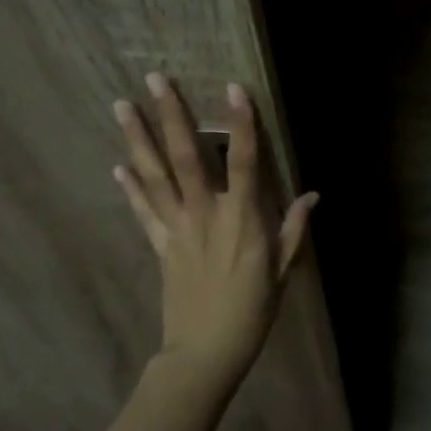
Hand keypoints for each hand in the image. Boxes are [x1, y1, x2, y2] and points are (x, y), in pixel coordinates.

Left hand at [113, 74, 315, 388]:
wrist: (204, 352)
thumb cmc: (252, 311)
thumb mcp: (283, 271)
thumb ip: (294, 229)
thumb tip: (313, 196)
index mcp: (242, 219)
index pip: (243, 161)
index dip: (240, 124)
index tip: (234, 88)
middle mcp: (205, 214)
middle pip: (185, 157)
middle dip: (170, 115)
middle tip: (154, 78)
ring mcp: (176, 228)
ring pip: (155, 176)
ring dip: (138, 139)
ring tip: (122, 105)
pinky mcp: (159, 245)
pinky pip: (142, 210)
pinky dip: (130, 187)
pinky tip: (117, 165)